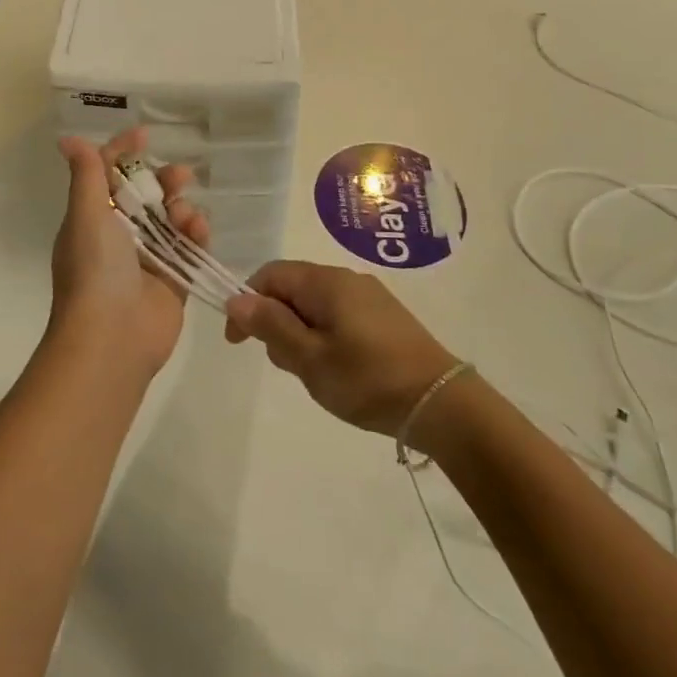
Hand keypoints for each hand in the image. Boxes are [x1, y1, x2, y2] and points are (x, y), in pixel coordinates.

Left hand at [51, 128, 208, 375]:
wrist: (112, 338)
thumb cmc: (94, 270)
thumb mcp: (85, 215)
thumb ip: (86, 175)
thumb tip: (67, 140)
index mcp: (92, 219)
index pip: (106, 175)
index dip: (123, 152)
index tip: (144, 135)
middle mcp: (118, 236)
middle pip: (144, 195)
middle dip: (162, 180)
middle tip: (180, 176)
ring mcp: (148, 258)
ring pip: (170, 218)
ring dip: (181, 207)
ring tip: (184, 215)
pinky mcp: (173, 280)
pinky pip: (190, 247)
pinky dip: (196, 234)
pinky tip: (199, 230)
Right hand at [224, 261, 458, 435]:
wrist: (441, 402)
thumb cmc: (367, 379)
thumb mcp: (309, 358)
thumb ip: (271, 326)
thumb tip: (236, 299)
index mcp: (324, 281)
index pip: (270, 274)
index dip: (247, 302)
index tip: (239, 341)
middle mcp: (346, 278)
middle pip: (293, 288)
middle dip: (277, 322)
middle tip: (287, 365)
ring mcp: (369, 296)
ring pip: (316, 305)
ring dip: (302, 333)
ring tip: (317, 374)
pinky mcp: (385, 316)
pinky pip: (339, 315)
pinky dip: (325, 337)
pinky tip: (340, 370)